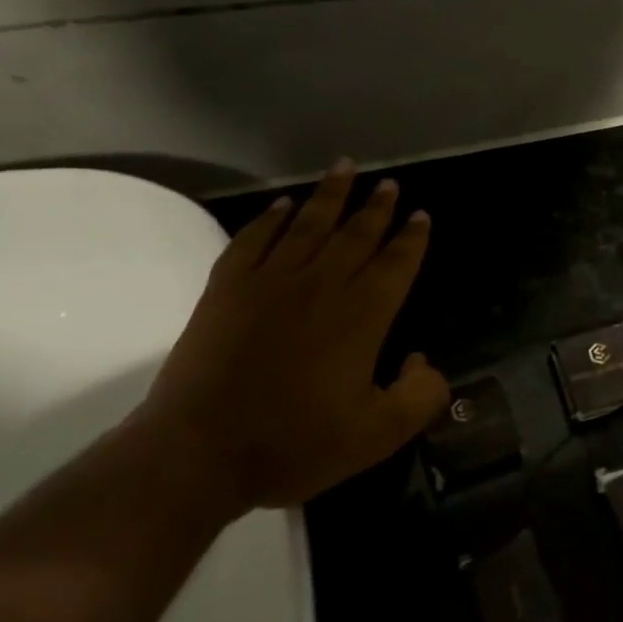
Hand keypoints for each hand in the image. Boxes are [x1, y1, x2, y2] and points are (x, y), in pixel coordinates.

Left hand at [135, 160, 448, 515]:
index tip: (421, 215)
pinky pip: (254, 240)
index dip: (411, 238)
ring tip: (345, 168)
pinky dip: (269, 219)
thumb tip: (424, 362)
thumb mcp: (377, 436)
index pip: (396, 263)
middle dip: (377, 207)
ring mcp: (269, 282)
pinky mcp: (226, 289)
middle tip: (389, 183)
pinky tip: (281, 205)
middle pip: (356, 234)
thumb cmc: (294, 444)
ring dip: (329, 195)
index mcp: (362, 315)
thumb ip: (418, 397)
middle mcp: (321, 286)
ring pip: (307, 225)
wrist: (198, 453)